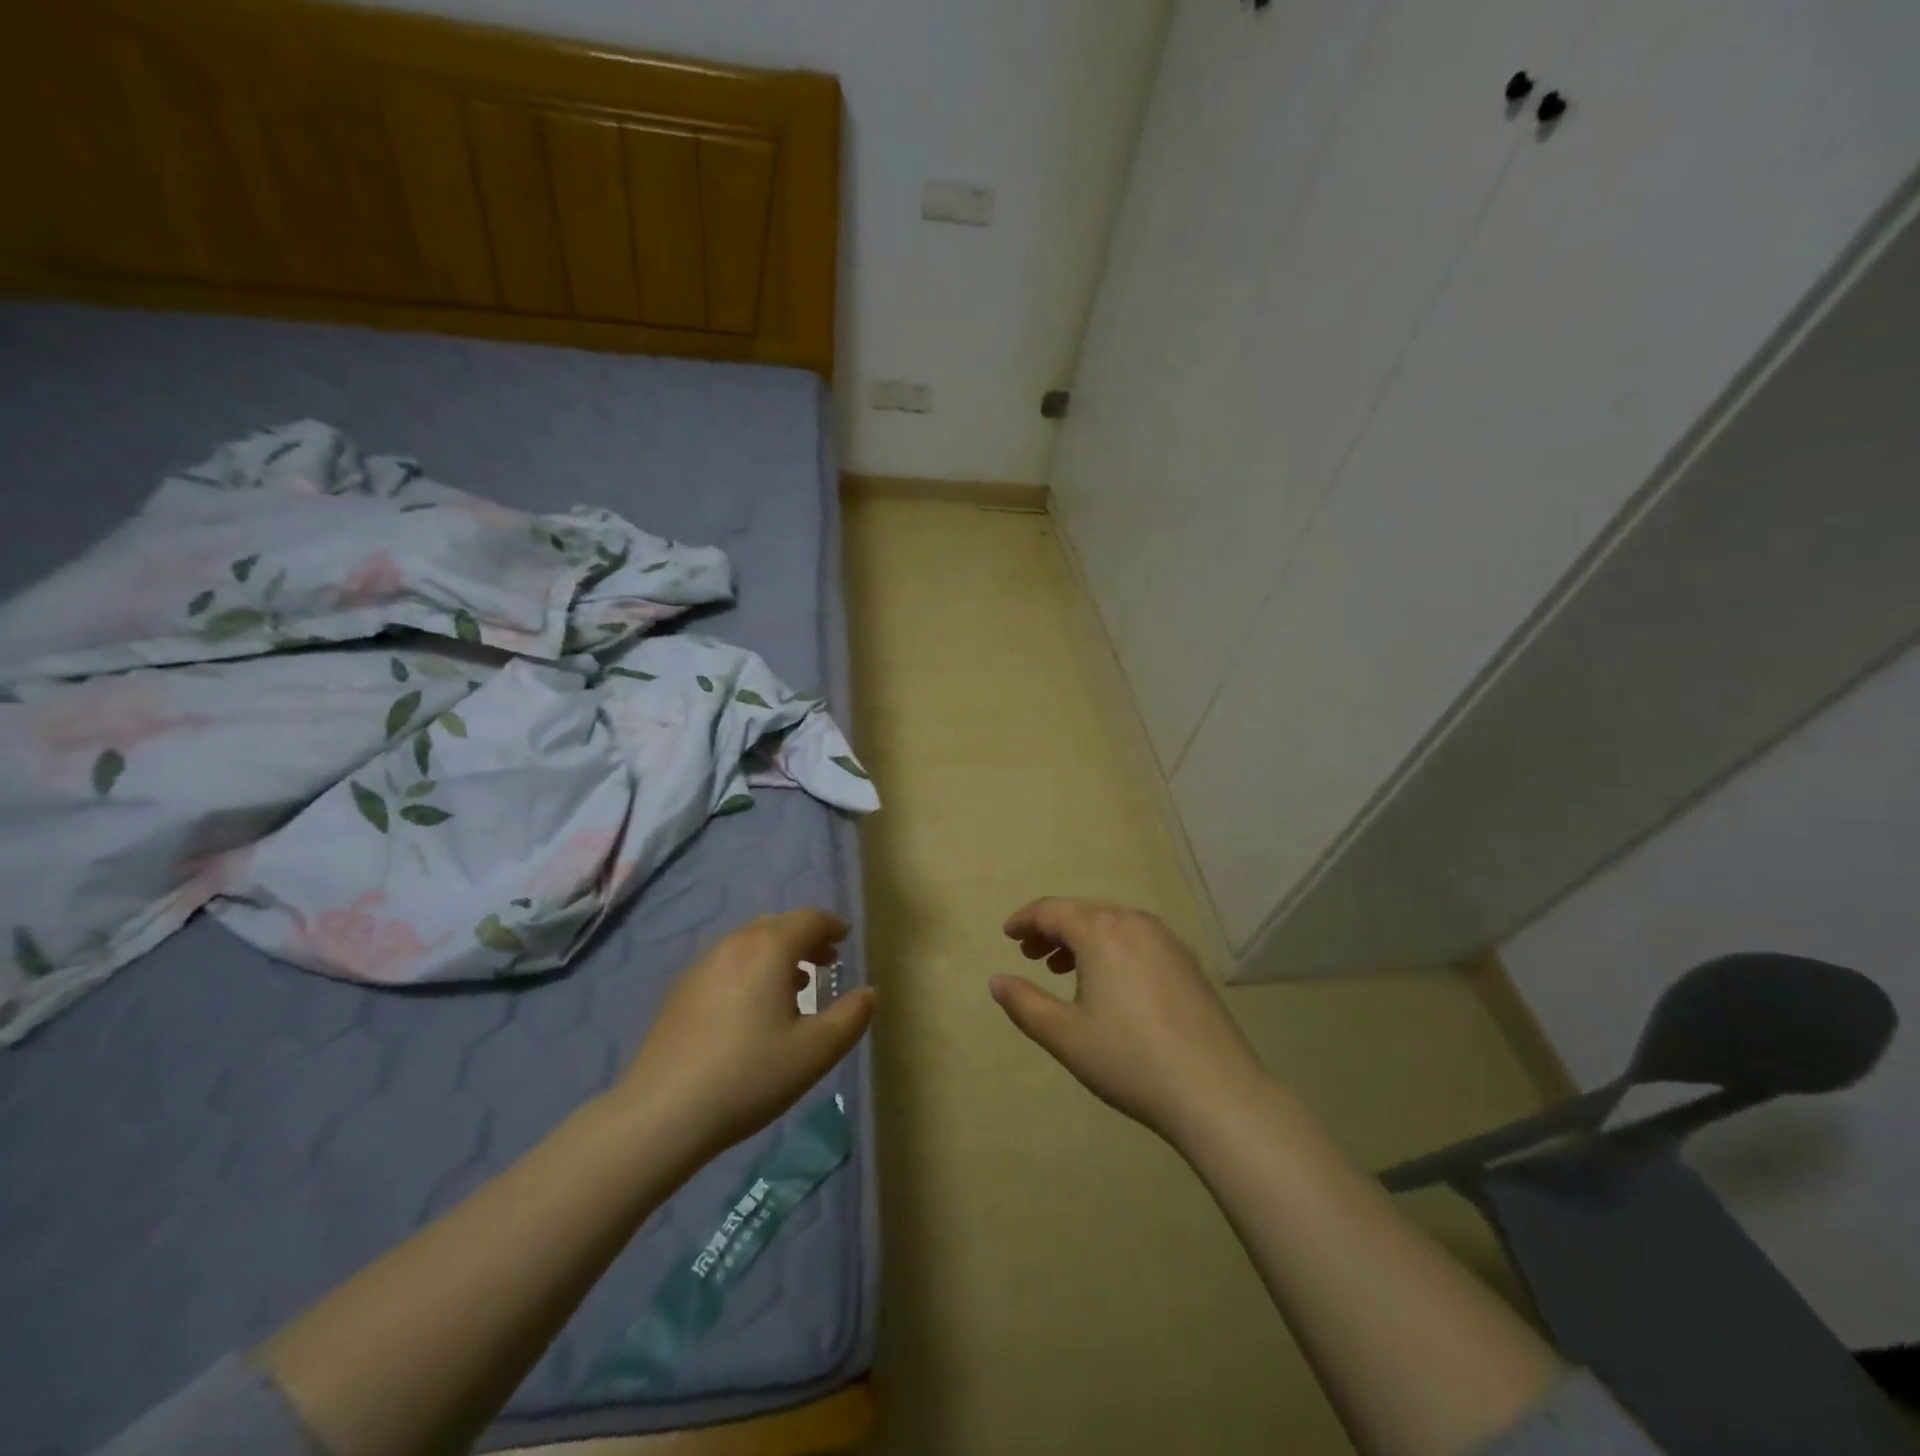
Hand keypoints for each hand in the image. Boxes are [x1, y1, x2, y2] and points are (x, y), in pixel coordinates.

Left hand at [616, 910, 874, 1161]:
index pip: (809, 919)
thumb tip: (868, 993)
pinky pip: (726, 962)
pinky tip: (751, 1007)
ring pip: (749, 942)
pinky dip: (750, 968)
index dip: (832, 926)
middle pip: (778, 925)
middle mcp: (735, 944)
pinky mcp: (680, 990)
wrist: (662, 1112)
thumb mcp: (815, 1052)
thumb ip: (851, 1017)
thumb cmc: (749, 1076)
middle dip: (806, 937)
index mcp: (770, 949)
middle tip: (826, 962)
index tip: (845, 939)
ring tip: (793, 985)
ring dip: (777, 953)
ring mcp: (702, 965)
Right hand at [992, 898, 1270, 1147]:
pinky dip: (1111, 948)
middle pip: (1083, 912)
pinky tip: (1109, 982)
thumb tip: (997, 980)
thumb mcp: (1065, 1036)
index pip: (1052, 910)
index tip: (1008, 935)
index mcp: (1101, 931)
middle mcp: (1134, 922)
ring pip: (1112, 925)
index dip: (1025, 920)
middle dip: (1052, 929)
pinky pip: (1137, 940)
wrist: (1216, 1091)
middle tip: (1030, 954)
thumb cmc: (1129, 1060)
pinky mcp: (1187, 962)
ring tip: (1062, 968)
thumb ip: (1024, 1003)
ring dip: (1081, 939)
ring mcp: (1167, 940)